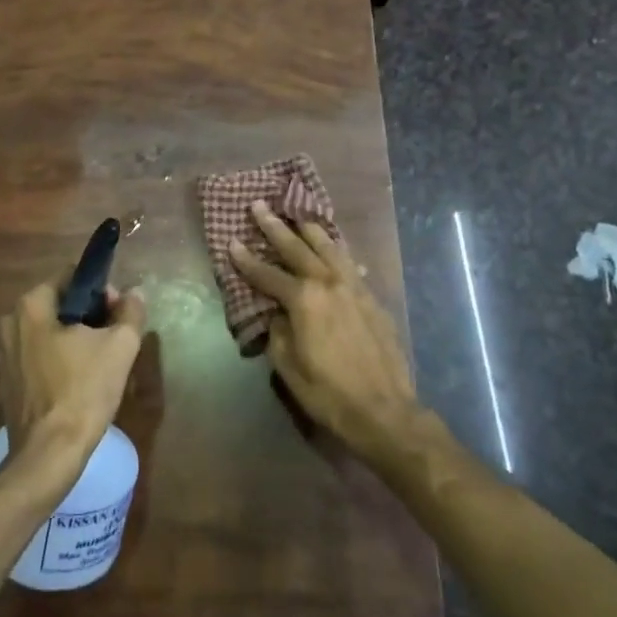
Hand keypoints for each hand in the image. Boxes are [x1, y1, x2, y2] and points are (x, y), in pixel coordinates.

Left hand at [0, 282, 144, 473]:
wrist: (48, 455)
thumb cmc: (83, 391)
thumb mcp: (120, 346)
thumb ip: (131, 311)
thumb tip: (135, 293)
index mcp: (32, 305)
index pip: (72, 277)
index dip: (101, 290)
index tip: (119, 313)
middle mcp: (11, 323)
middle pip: (60, 305)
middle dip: (89, 317)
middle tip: (114, 339)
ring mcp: (5, 355)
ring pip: (50, 333)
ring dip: (75, 341)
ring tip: (101, 364)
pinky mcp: (7, 383)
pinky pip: (39, 359)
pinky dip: (59, 362)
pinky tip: (79, 384)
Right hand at [229, 202, 420, 459]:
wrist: (385, 411)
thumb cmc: (329, 393)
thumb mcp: (289, 368)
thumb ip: (278, 332)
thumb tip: (277, 313)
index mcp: (304, 300)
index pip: (267, 274)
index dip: (246, 259)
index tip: (231, 241)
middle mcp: (328, 283)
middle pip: (297, 248)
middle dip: (275, 227)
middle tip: (260, 206)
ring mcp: (354, 288)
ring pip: (329, 247)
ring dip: (310, 230)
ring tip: (297, 215)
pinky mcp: (372, 298)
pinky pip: (350, 264)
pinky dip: (337, 252)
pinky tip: (335, 249)